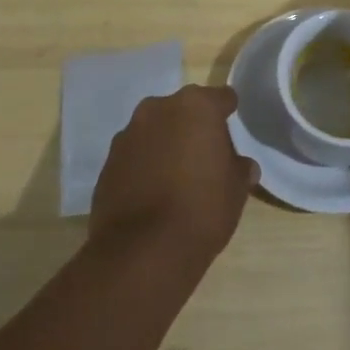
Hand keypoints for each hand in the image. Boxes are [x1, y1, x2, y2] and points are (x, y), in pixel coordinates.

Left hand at [89, 85, 257, 268]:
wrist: (142, 252)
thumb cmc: (201, 208)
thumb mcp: (236, 189)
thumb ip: (240, 168)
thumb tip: (242, 166)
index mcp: (197, 106)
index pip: (222, 98)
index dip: (228, 114)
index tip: (232, 132)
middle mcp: (159, 109)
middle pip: (184, 111)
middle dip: (193, 128)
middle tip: (204, 158)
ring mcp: (128, 134)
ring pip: (156, 131)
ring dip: (165, 145)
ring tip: (175, 178)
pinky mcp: (107, 163)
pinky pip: (134, 156)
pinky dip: (144, 166)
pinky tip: (152, 194)